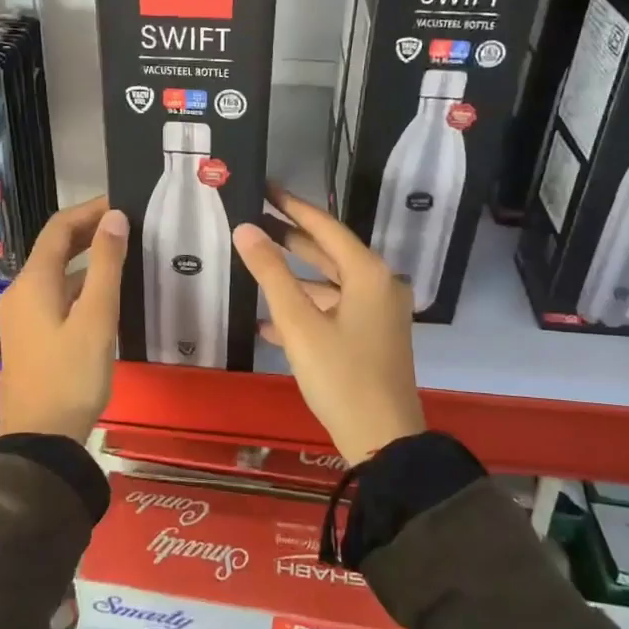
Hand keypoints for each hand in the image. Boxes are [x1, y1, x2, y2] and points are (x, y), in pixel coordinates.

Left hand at [0, 196, 128, 442]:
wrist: (40, 438)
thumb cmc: (72, 375)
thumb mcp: (97, 318)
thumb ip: (107, 265)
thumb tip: (115, 217)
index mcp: (33, 282)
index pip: (59, 228)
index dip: (89, 211)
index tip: (122, 204)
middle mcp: (20, 292)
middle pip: (54, 249)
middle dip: (88, 233)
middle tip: (127, 227)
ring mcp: (20, 316)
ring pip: (55, 275)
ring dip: (85, 261)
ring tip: (123, 258)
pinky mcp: (27, 337)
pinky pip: (53, 297)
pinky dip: (78, 286)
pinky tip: (103, 297)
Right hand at [231, 188, 425, 464]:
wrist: (383, 440)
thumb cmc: (340, 376)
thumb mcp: (299, 324)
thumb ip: (271, 273)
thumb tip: (245, 230)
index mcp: (368, 274)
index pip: (325, 226)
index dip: (292, 206)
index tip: (265, 188)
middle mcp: (379, 286)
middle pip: (329, 252)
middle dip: (292, 238)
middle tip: (255, 220)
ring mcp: (379, 314)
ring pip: (330, 284)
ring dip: (295, 278)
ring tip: (257, 266)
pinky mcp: (372, 338)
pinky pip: (335, 311)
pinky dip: (306, 310)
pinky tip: (269, 323)